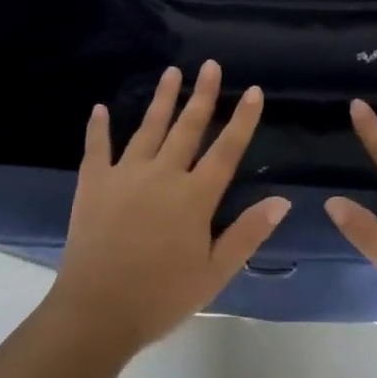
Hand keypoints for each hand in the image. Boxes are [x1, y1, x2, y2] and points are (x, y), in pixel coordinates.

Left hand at [48, 61, 289, 354]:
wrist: (96, 312)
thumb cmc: (161, 296)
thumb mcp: (215, 273)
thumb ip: (248, 233)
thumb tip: (282, 200)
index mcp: (195, 196)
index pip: (226, 149)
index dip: (242, 119)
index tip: (253, 91)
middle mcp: (163, 174)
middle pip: (188, 127)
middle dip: (202, 94)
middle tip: (210, 65)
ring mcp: (125, 175)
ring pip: (148, 128)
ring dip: (162, 99)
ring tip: (171, 71)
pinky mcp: (94, 184)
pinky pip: (97, 148)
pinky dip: (99, 128)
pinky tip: (101, 109)